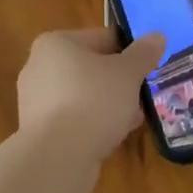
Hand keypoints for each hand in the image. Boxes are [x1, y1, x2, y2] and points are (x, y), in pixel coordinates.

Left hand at [16, 27, 166, 183]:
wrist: (58, 157)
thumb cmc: (93, 101)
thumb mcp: (127, 73)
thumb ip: (143, 53)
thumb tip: (157, 36)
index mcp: (56, 43)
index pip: (101, 38)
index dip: (129, 51)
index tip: (148, 68)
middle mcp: (39, 67)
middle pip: (91, 68)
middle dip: (119, 82)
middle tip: (142, 95)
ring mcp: (35, 101)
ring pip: (83, 95)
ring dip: (108, 105)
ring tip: (133, 118)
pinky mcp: (38, 131)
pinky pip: (73, 119)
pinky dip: (92, 124)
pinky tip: (113, 136)